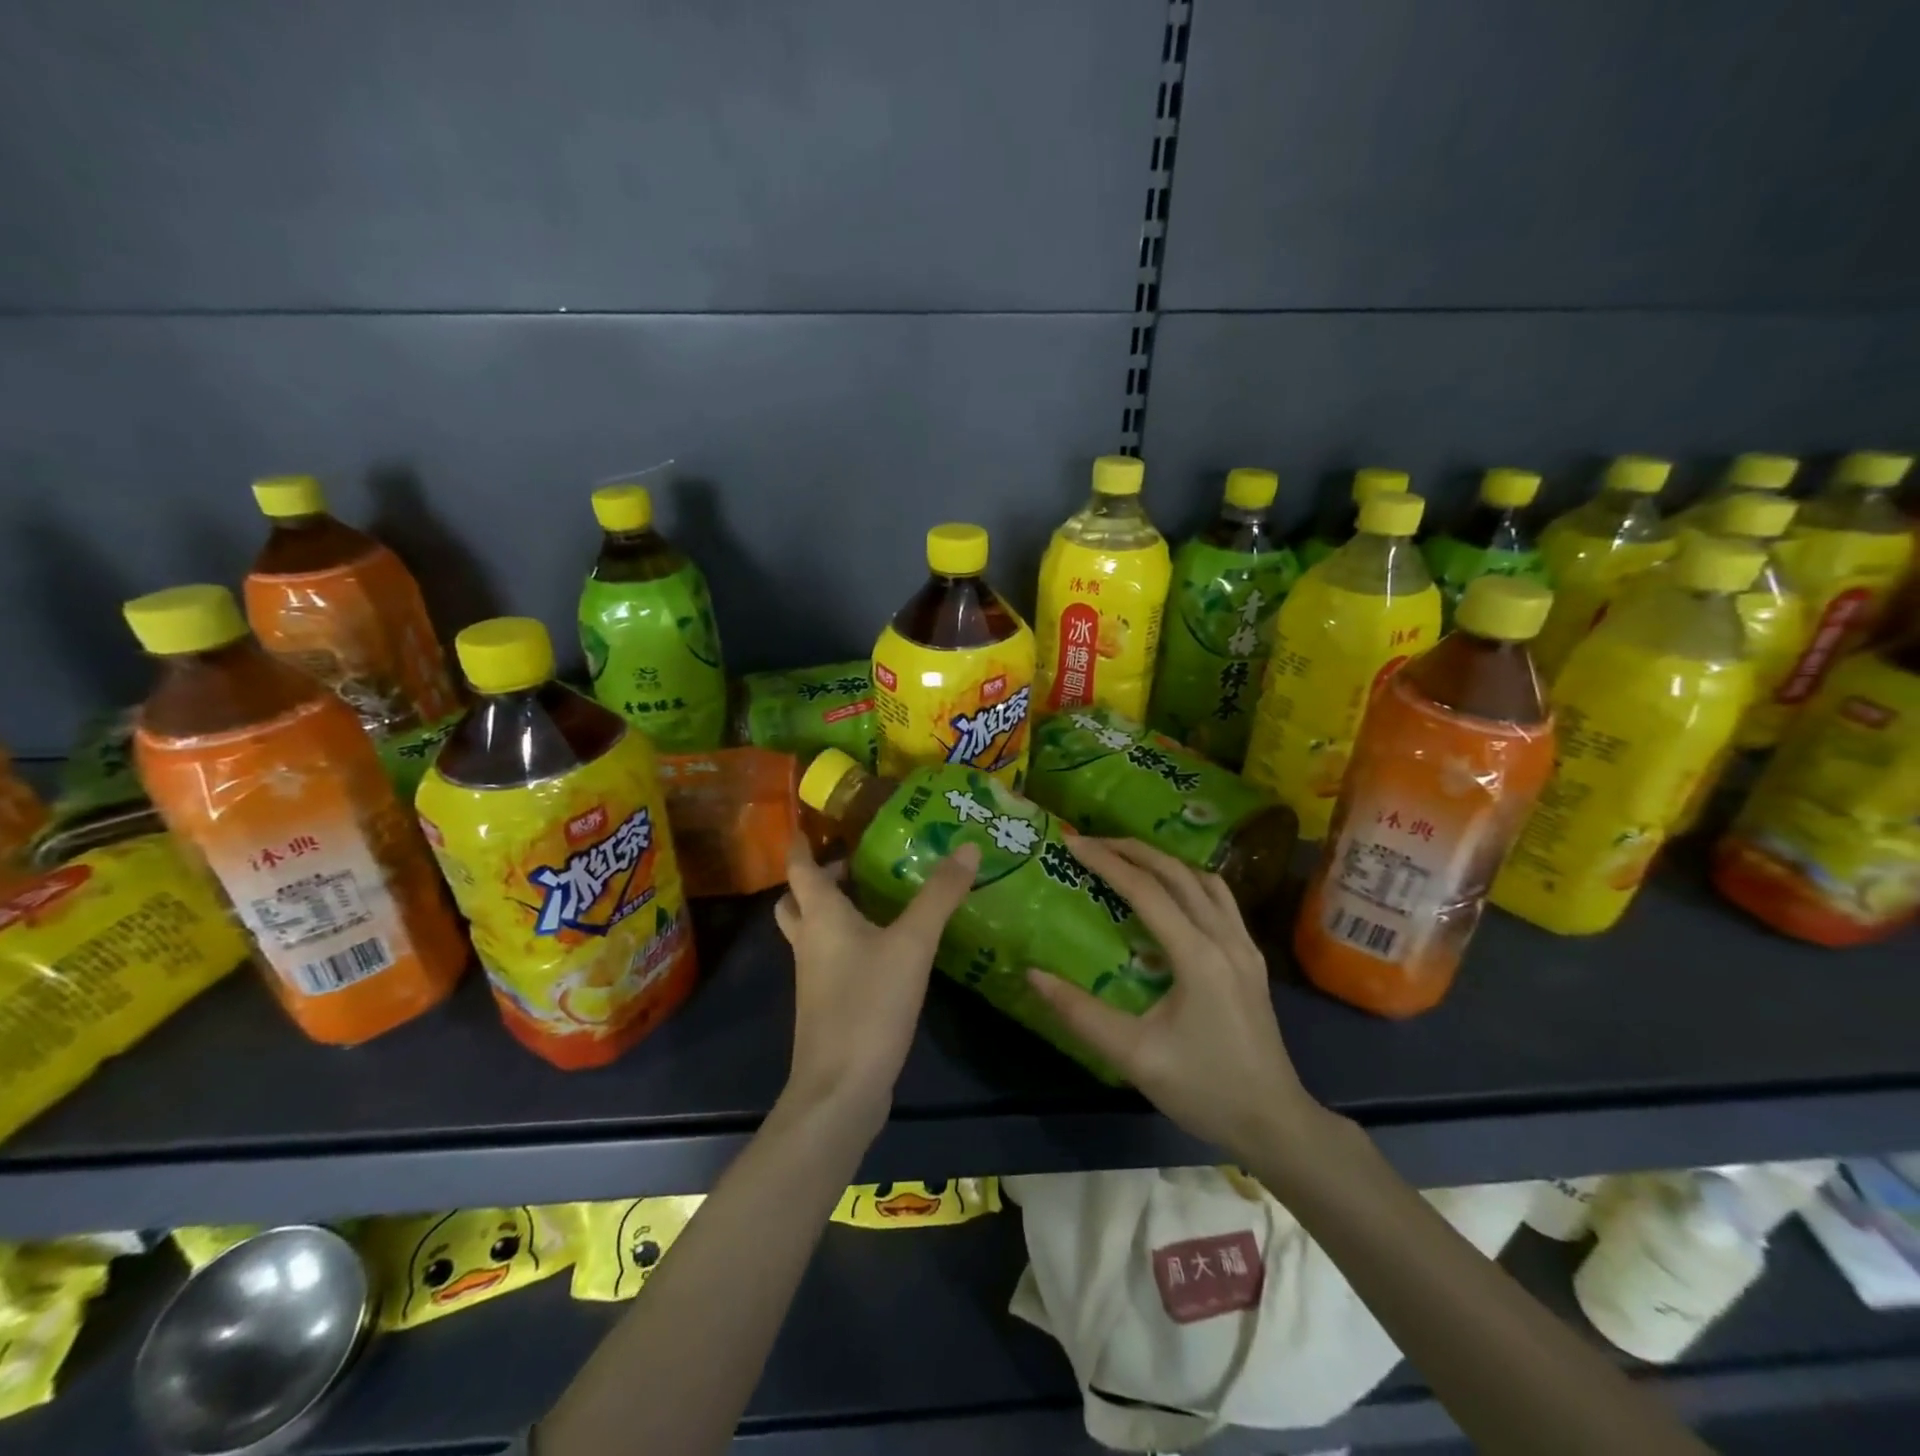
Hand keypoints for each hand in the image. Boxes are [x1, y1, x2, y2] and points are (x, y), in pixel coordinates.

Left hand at [774, 833, 979, 1130]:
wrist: (840, 1089)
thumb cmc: (868, 1005)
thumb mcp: (913, 944)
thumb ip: (939, 895)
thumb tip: (966, 846)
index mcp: (821, 917)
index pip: (799, 867)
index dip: (801, 842)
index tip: (811, 821)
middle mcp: (810, 941)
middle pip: (798, 900)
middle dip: (819, 878)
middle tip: (854, 862)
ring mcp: (814, 977)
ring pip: (813, 931)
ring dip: (833, 910)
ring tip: (875, 899)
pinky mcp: (827, 1005)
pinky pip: (829, 959)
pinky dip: (847, 942)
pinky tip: (885, 948)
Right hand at [1026, 837, 1320, 1161]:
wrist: (1275, 1123)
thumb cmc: (1204, 1090)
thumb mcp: (1134, 1057)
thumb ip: (1080, 1014)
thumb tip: (1033, 974)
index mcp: (1198, 956)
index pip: (1147, 890)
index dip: (1107, 862)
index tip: (1073, 844)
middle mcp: (1225, 938)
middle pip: (1177, 873)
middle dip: (1132, 850)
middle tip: (1092, 842)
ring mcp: (1245, 946)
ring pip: (1204, 880)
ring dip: (1164, 861)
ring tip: (1127, 858)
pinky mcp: (1252, 959)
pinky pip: (1220, 899)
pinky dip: (1189, 881)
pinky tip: (1172, 893)